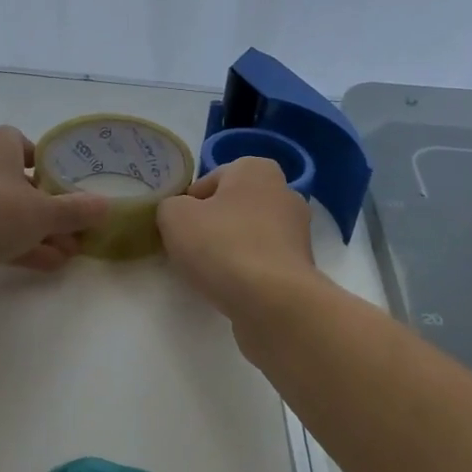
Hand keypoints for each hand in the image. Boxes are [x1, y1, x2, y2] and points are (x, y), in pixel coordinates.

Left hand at [0, 127, 109, 291]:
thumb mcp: (42, 212)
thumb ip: (76, 210)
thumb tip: (107, 206)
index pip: (34, 149)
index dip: (57, 169)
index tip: (76, 191)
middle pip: (25, 185)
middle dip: (53, 211)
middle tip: (80, 231)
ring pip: (10, 214)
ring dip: (40, 233)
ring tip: (71, 254)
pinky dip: (18, 246)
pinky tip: (47, 265)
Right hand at [156, 157, 314, 317]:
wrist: (272, 301)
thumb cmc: (222, 246)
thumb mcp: (174, 217)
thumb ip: (170, 206)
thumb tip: (180, 213)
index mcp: (256, 169)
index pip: (209, 181)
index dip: (187, 204)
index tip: (177, 229)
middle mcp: (284, 192)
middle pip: (232, 207)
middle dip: (211, 226)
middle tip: (190, 251)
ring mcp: (298, 231)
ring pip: (248, 235)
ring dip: (229, 250)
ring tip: (210, 274)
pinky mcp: (301, 266)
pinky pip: (263, 262)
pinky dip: (247, 272)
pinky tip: (233, 288)